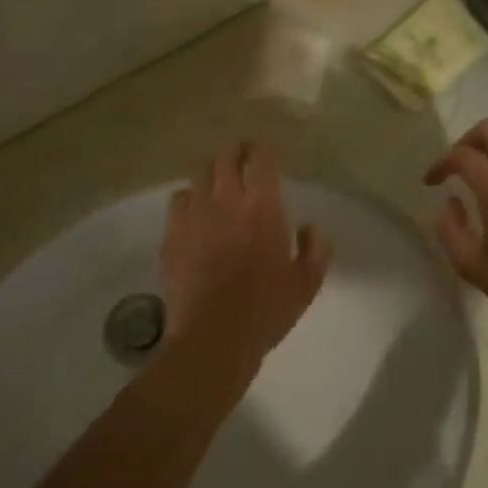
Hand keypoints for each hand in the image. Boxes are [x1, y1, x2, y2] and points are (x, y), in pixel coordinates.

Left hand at [159, 144, 331, 376]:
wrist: (212, 337)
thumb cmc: (266, 310)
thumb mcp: (307, 284)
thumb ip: (316, 249)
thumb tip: (311, 228)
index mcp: (263, 207)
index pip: (261, 158)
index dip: (263, 151)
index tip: (265, 155)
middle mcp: (225, 200)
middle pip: (225, 157)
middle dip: (236, 153)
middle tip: (243, 162)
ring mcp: (193, 214)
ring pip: (200, 176)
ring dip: (213, 176)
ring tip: (219, 189)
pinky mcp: (172, 233)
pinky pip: (179, 200)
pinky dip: (190, 199)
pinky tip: (197, 215)